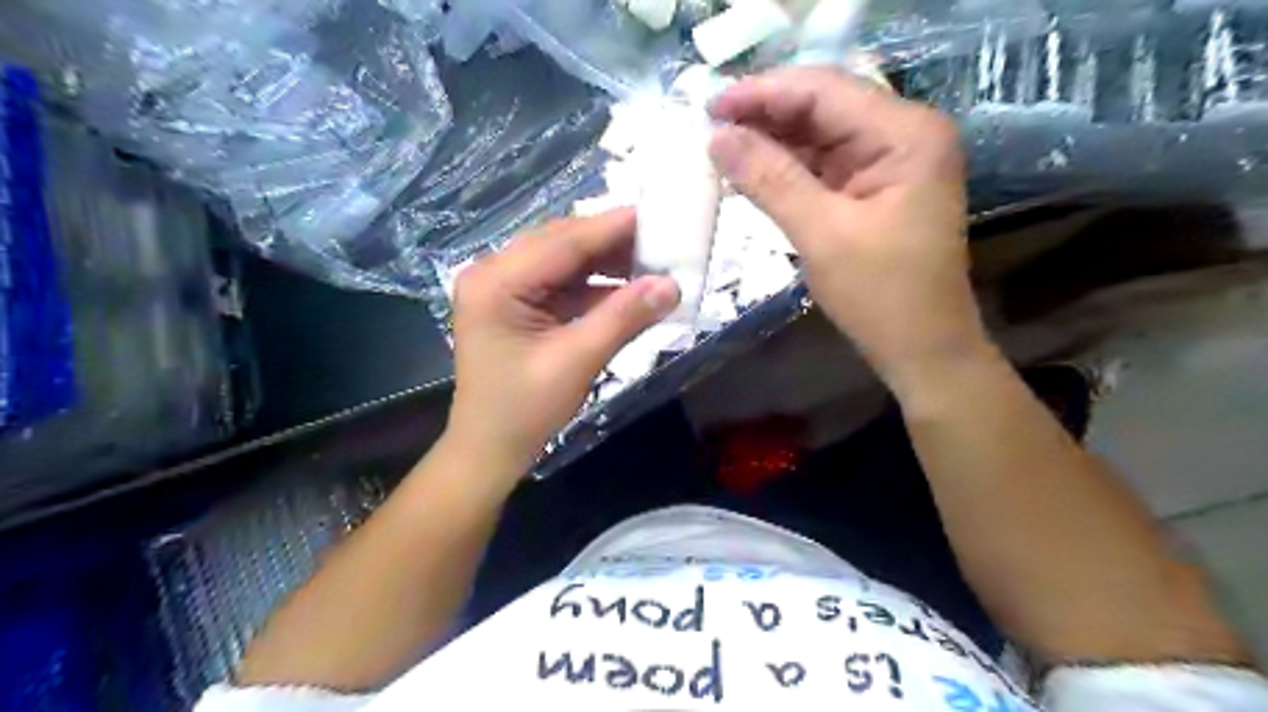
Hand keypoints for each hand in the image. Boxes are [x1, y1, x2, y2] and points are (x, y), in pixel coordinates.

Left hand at [447, 207, 679, 472]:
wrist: (490, 449)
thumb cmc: (524, 410)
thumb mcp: (577, 361)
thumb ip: (623, 317)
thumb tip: (672, 285)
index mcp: (496, 282)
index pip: (563, 241)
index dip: (613, 227)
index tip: (659, 215)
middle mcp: (494, 273)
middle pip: (562, 244)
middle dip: (612, 243)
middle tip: (662, 241)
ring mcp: (503, 287)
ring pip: (564, 261)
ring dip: (606, 263)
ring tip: (652, 263)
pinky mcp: (516, 304)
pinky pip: (562, 283)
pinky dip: (595, 286)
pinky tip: (628, 288)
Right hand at [710, 64, 983, 386]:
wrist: (921, 349)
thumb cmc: (881, 296)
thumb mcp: (822, 234)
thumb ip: (769, 179)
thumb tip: (716, 137)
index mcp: (906, 134)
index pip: (824, 91)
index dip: (763, 93)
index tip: (708, 104)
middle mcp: (903, 134)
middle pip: (822, 107)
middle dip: (764, 115)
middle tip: (707, 125)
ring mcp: (889, 161)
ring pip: (818, 135)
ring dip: (771, 141)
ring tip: (719, 146)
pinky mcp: (873, 188)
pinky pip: (822, 165)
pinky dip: (785, 168)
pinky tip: (749, 170)